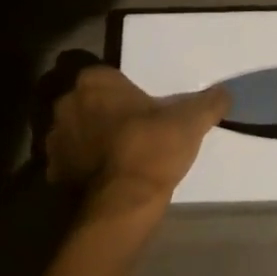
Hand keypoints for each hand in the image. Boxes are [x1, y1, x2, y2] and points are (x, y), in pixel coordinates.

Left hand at [45, 65, 229, 234]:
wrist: (123, 203)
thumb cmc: (152, 148)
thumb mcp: (191, 121)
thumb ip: (209, 102)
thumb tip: (225, 92)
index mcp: (94, 83)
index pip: (101, 72)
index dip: (117, 86)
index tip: (135, 100)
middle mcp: (66, 104)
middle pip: (82, 99)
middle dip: (98, 108)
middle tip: (126, 123)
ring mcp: (54, 139)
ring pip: (71, 129)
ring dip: (86, 136)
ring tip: (114, 151)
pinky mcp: (52, 171)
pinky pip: (67, 159)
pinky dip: (80, 164)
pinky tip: (102, 174)